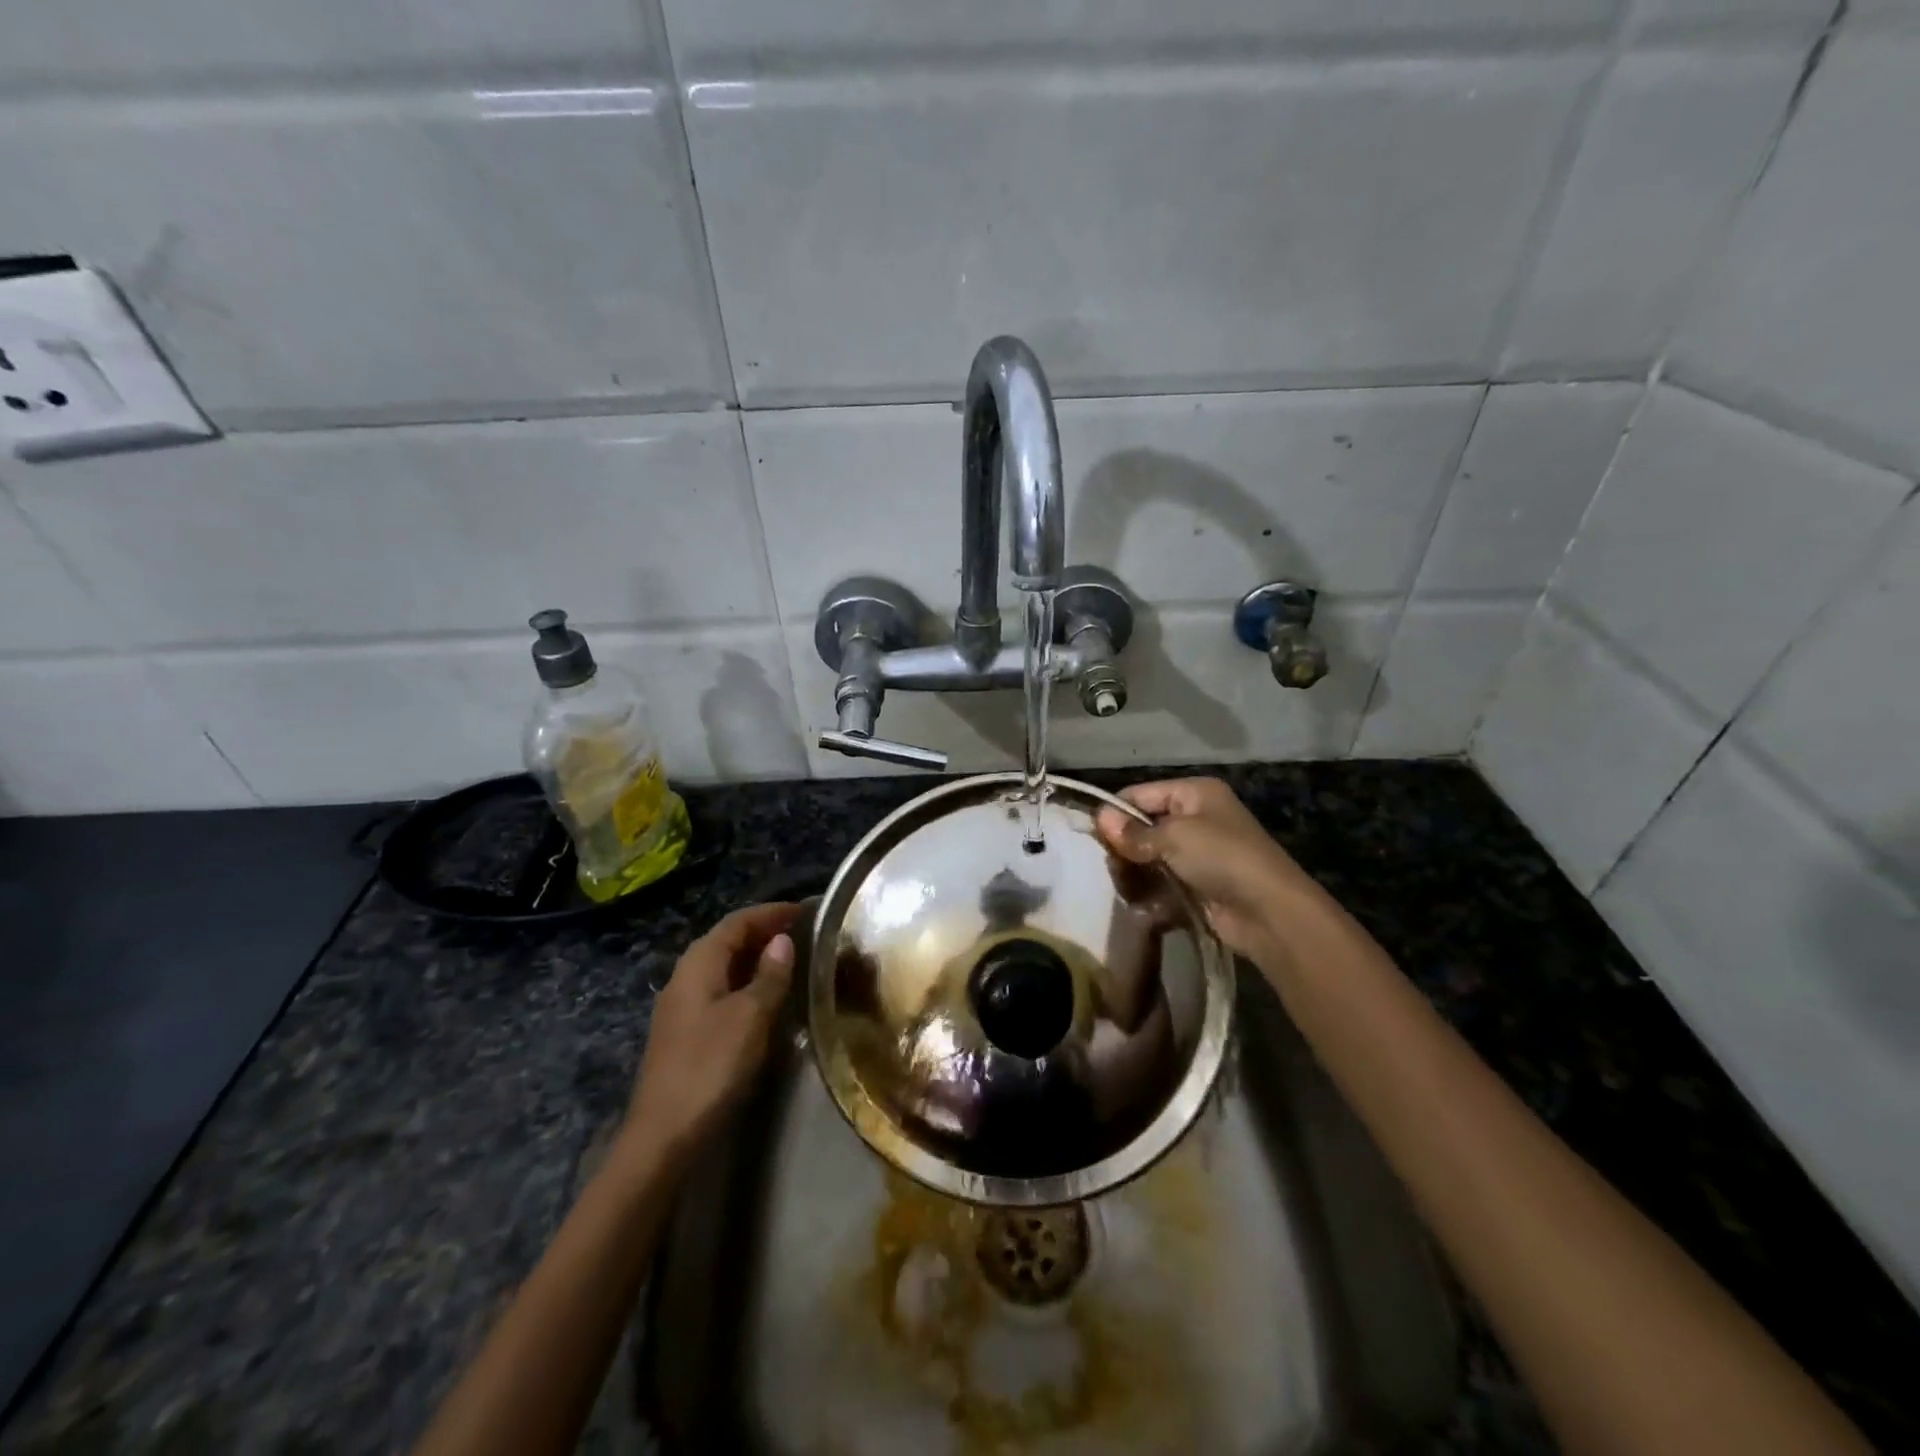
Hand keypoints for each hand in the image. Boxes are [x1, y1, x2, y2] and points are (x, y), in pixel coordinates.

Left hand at [620, 902, 802, 1163]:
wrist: (663, 1135)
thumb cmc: (710, 1067)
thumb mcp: (750, 1017)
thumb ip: (769, 976)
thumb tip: (782, 941)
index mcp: (698, 964)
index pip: (737, 922)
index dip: (770, 913)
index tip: (805, 910)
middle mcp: (685, 976)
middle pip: (727, 941)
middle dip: (763, 932)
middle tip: (803, 933)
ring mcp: (682, 1006)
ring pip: (723, 967)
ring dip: (755, 958)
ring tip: (792, 961)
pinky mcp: (685, 1032)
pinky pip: (720, 990)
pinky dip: (746, 983)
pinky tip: (766, 998)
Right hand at [1096, 778, 1316, 962]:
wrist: (1269, 911)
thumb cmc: (1222, 857)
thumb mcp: (1174, 836)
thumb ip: (1134, 832)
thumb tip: (1099, 818)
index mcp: (1194, 793)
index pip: (1141, 794)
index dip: (1116, 812)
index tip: (1092, 836)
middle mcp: (1197, 818)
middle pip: (1144, 827)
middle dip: (1125, 848)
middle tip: (1110, 867)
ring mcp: (1199, 854)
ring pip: (1150, 858)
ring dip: (1135, 874)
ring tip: (1125, 889)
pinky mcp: (1199, 886)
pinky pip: (1164, 884)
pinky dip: (1151, 895)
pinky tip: (1142, 907)